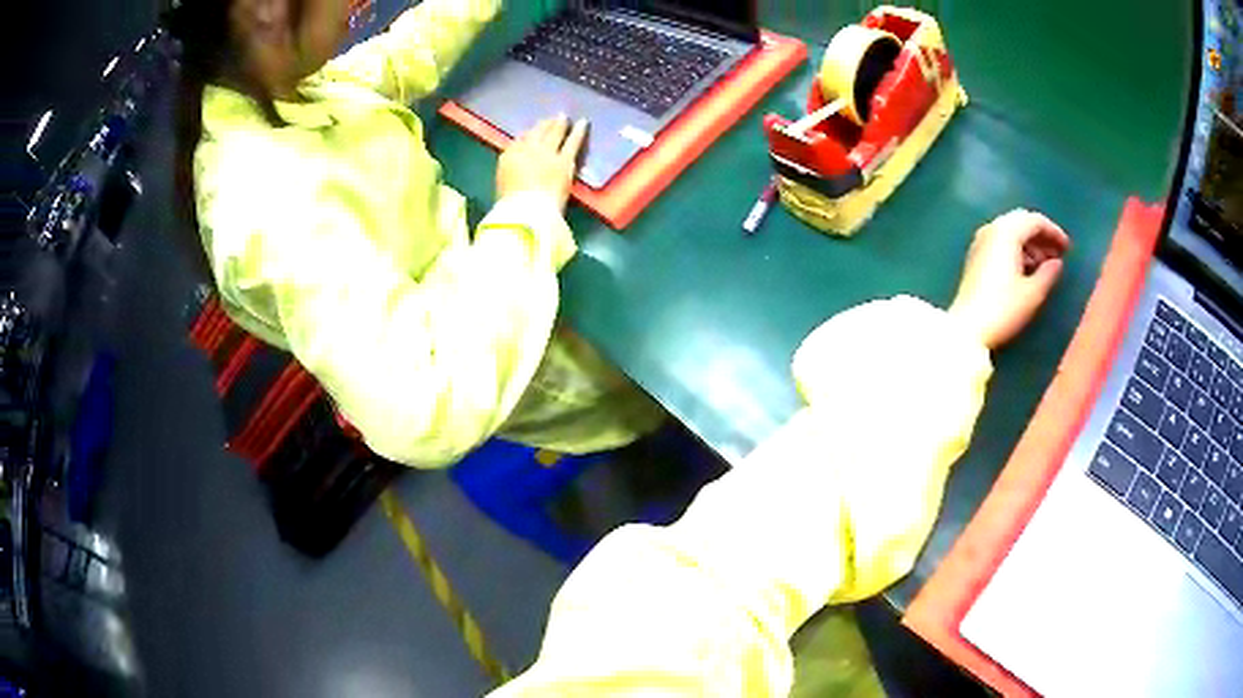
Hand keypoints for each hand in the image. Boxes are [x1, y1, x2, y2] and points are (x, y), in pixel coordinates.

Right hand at [495, 115, 588, 209]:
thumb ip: (511, 173)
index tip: (530, 133)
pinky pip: (572, 142)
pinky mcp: (564, 160)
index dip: (526, 136)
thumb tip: (519, 169)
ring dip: (559, 124)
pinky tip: (583, 123)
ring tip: (564, 117)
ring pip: (554, 133)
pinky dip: (578, 131)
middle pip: (536, 133)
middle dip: (543, 125)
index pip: (518, 142)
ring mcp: (547, 153)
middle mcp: (527, 149)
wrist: (526, 209)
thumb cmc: (511, 206)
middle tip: (549, 120)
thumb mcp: (503, 186)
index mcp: (508, 157)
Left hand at [949, 209, 1069, 349]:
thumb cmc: (1004, 309)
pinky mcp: (975, 257)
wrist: (967, 328)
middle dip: (1041, 236)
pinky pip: (1001, 243)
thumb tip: (1057, 263)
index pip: (1035, 220)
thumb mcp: (1033, 293)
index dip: (1054, 232)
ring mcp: (980, 242)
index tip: (1068, 248)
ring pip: (1011, 232)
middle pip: (1022, 222)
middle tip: (1057, 254)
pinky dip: (1017, 250)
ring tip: (1046, 266)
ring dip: (1030, 244)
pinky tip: (1027, 270)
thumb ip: (1048, 273)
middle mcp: (991, 229)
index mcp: (1006, 232)